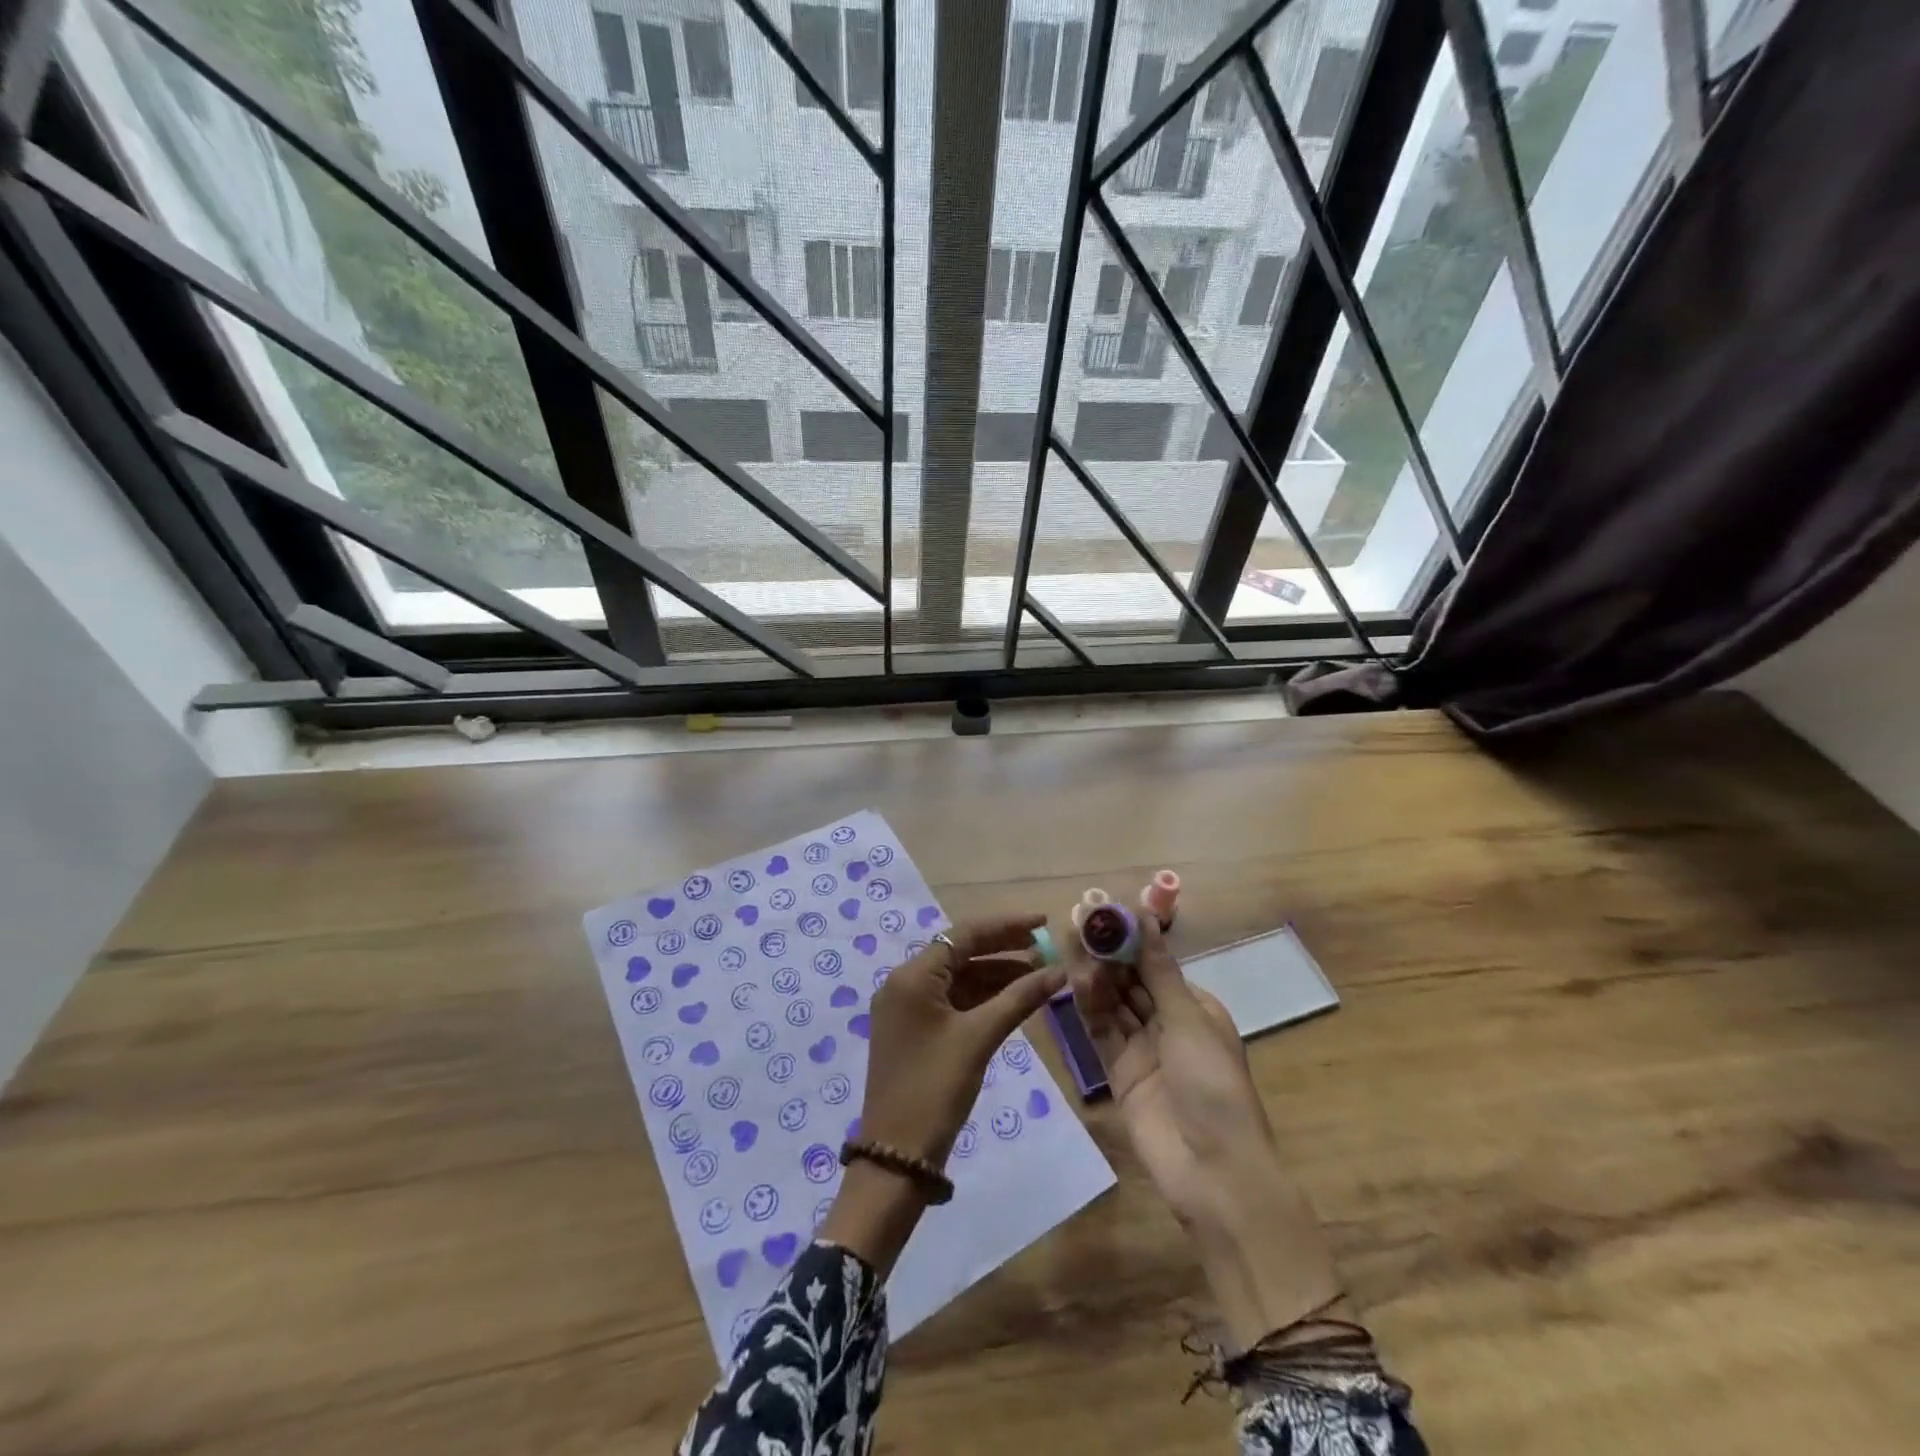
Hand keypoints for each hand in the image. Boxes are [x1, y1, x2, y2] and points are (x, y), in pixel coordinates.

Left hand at [821, 913, 1064, 1273]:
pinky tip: (1013, 1000)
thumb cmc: (936, 1088)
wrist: (897, 1155)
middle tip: (1045, 950)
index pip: (964, 934)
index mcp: (912, 976)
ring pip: (958, 979)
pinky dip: (981, 998)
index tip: (1043, 922)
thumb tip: (1060, 971)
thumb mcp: (980, 1038)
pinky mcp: (913, 1031)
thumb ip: (1020, 998)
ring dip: (996, 975)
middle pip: (960, 953)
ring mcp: (906, 1008)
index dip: (1006, 926)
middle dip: (1004, 950)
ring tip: (1039, 975)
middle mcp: (904, 983)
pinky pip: (951, 1001)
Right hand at [1071, 915, 1341, 1343]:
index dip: (1132, 938)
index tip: (1104, 911)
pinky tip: (1074, 981)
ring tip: (1070, 944)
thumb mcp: (1188, 1020)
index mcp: (1197, 1008)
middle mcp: (1169, 1024)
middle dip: (1108, 953)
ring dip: (1095, 976)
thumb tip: (1145, 917)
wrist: (1214, 1171)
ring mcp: (1143, 1049)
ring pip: (1113, 1003)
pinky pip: (1102, 1032)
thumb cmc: (1213, 1085)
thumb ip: (1158, 971)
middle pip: (1132, 981)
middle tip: (1077, 922)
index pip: (1157, 964)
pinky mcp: (1120, 1073)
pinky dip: (1089, 1007)